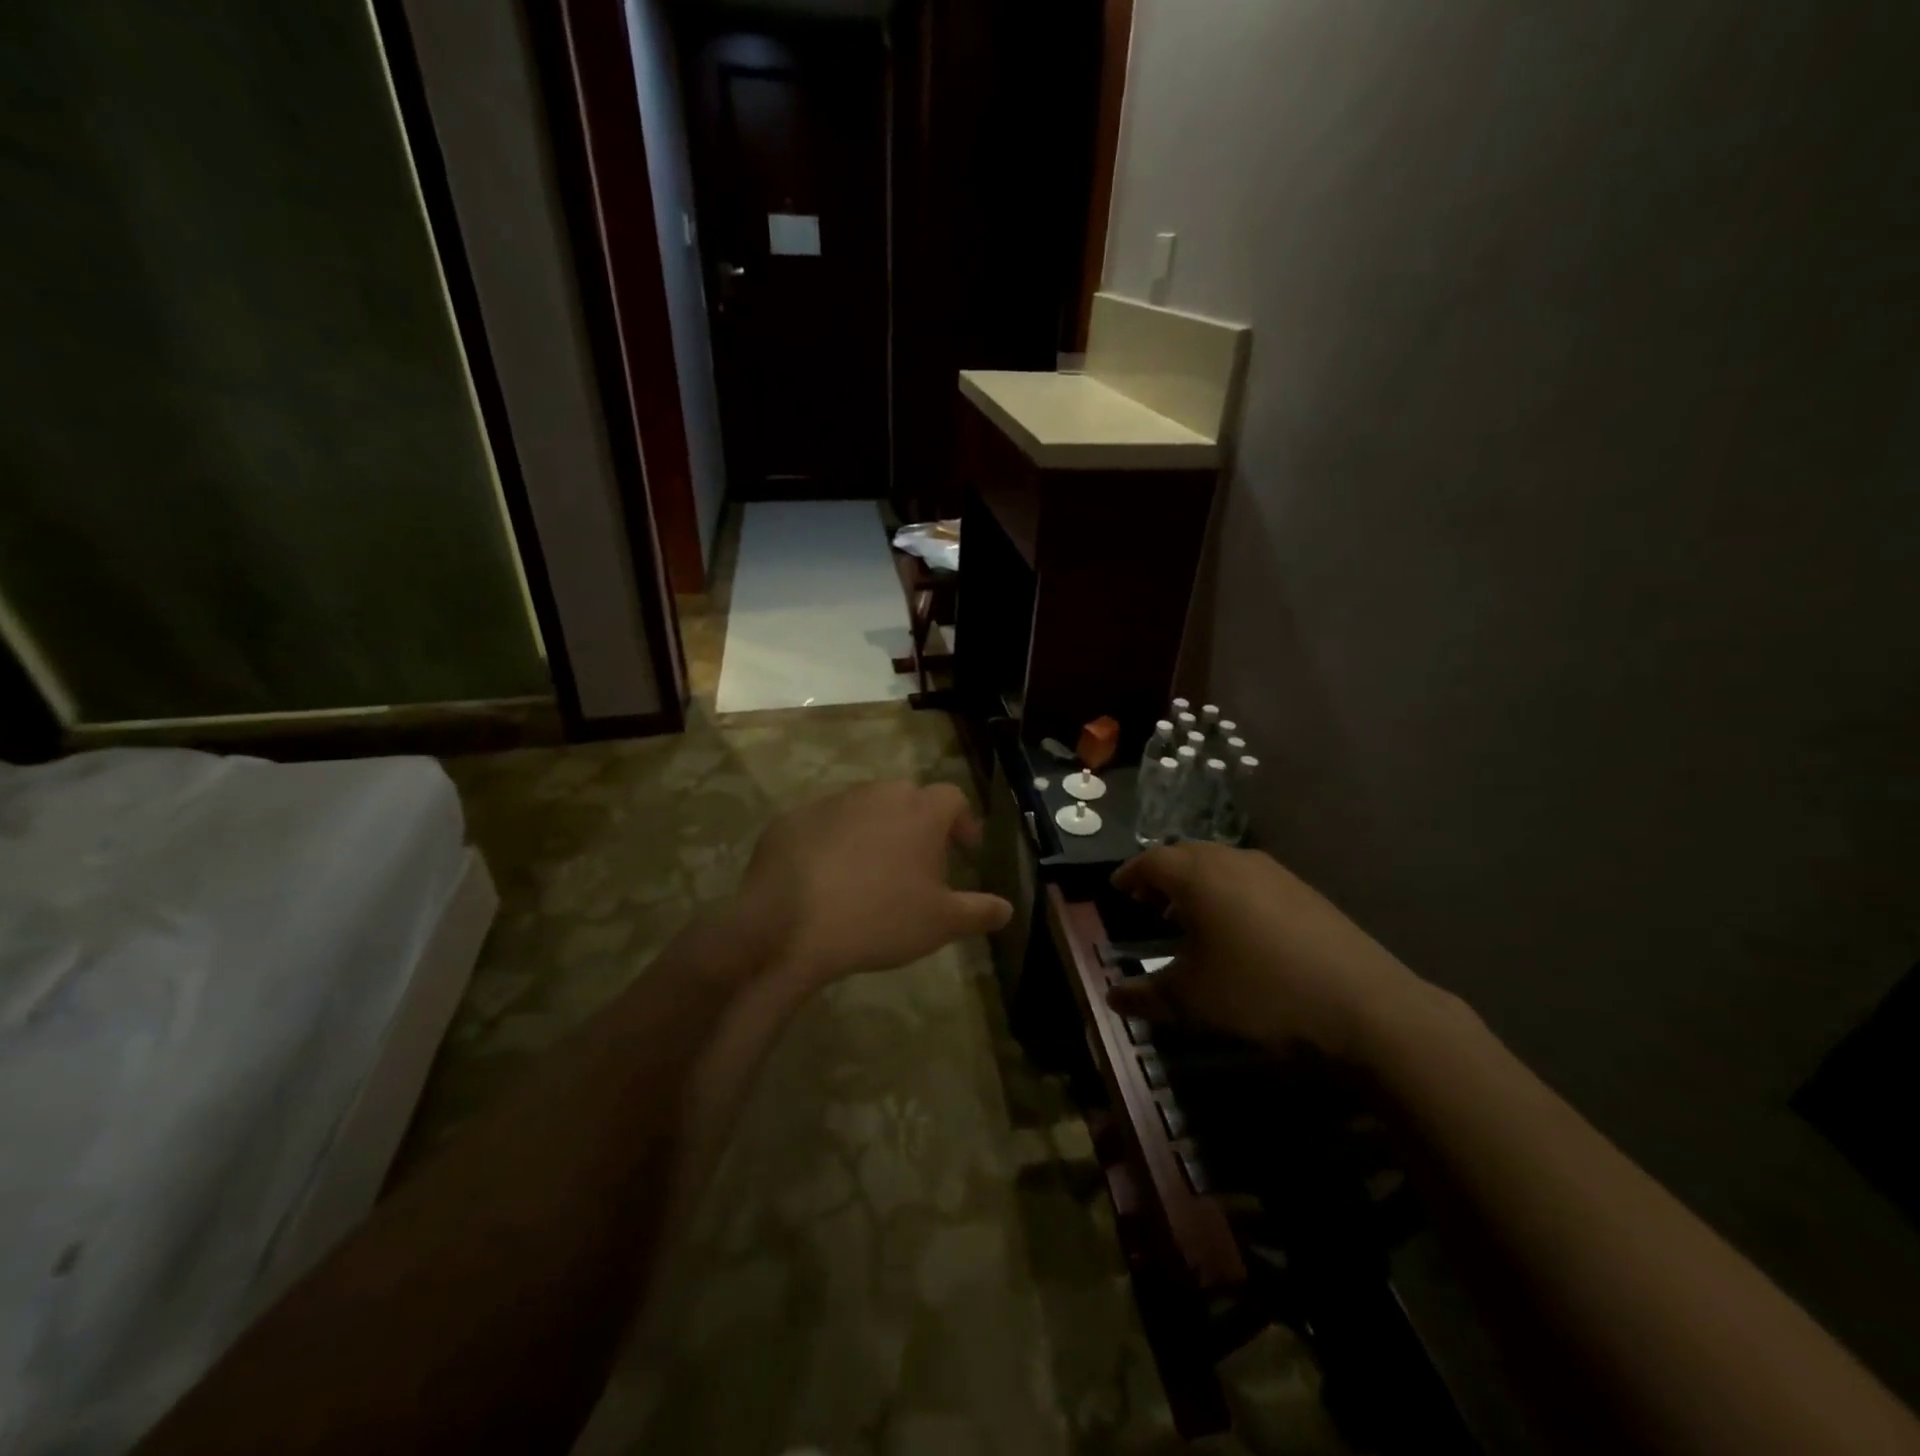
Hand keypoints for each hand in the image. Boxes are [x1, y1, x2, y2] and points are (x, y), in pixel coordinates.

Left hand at [738, 780, 1012, 989]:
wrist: (787, 925)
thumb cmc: (878, 918)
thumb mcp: (940, 923)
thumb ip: (979, 912)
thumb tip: (1006, 908)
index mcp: (919, 811)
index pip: (952, 798)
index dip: (963, 822)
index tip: (965, 850)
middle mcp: (877, 794)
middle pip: (907, 798)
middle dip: (918, 824)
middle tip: (919, 862)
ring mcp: (831, 803)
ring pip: (864, 808)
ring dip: (875, 831)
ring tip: (871, 872)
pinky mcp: (791, 819)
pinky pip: (824, 825)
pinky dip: (833, 842)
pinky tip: (827, 878)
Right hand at [1106, 842, 1429, 1060]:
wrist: (1362, 1004)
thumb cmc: (1259, 992)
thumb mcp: (1192, 1000)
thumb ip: (1146, 996)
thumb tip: (1111, 999)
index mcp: (1198, 876)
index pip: (1150, 861)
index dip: (1130, 874)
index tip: (1117, 889)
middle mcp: (1233, 861)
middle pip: (1185, 854)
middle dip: (1162, 875)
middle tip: (1147, 901)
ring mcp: (1273, 872)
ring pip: (1220, 864)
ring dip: (1197, 882)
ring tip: (1189, 915)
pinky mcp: (1303, 890)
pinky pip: (1250, 878)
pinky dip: (1229, 891)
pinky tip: (1237, 928)